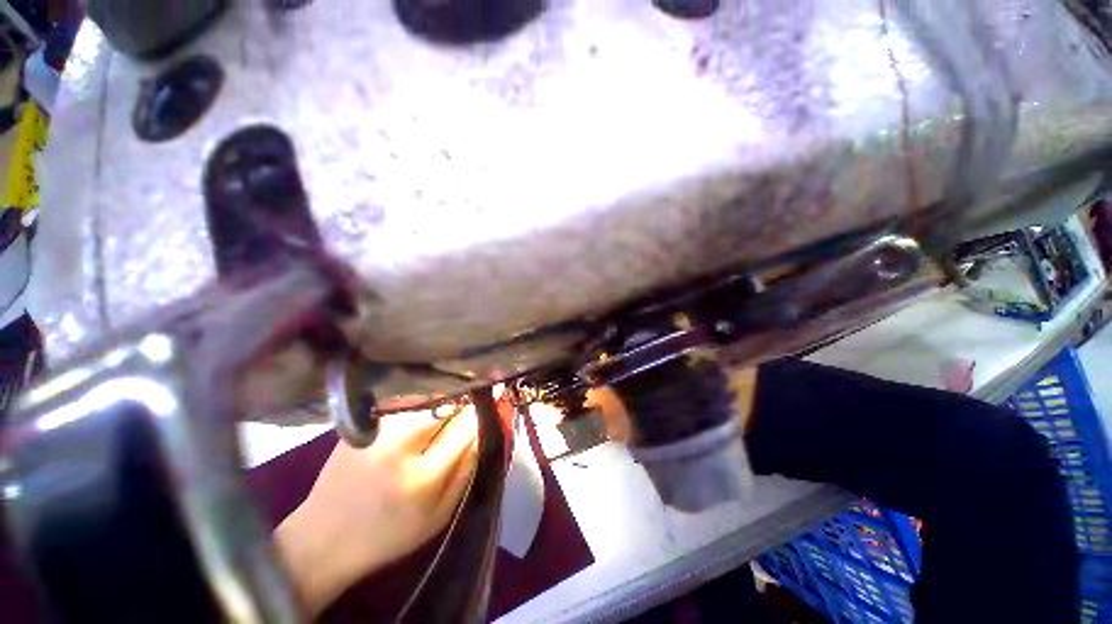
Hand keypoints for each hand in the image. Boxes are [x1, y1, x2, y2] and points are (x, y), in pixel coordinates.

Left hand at [274, 411, 478, 614]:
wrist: (324, 539)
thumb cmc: (390, 534)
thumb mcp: (440, 514)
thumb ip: (467, 469)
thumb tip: (485, 429)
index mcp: (423, 476)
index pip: (466, 426)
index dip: (481, 412)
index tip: (492, 403)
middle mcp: (399, 445)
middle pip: (446, 404)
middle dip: (460, 405)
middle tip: (465, 412)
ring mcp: (377, 430)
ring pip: (425, 399)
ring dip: (440, 403)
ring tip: (441, 415)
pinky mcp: (362, 424)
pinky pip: (404, 403)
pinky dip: (418, 405)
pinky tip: (416, 418)